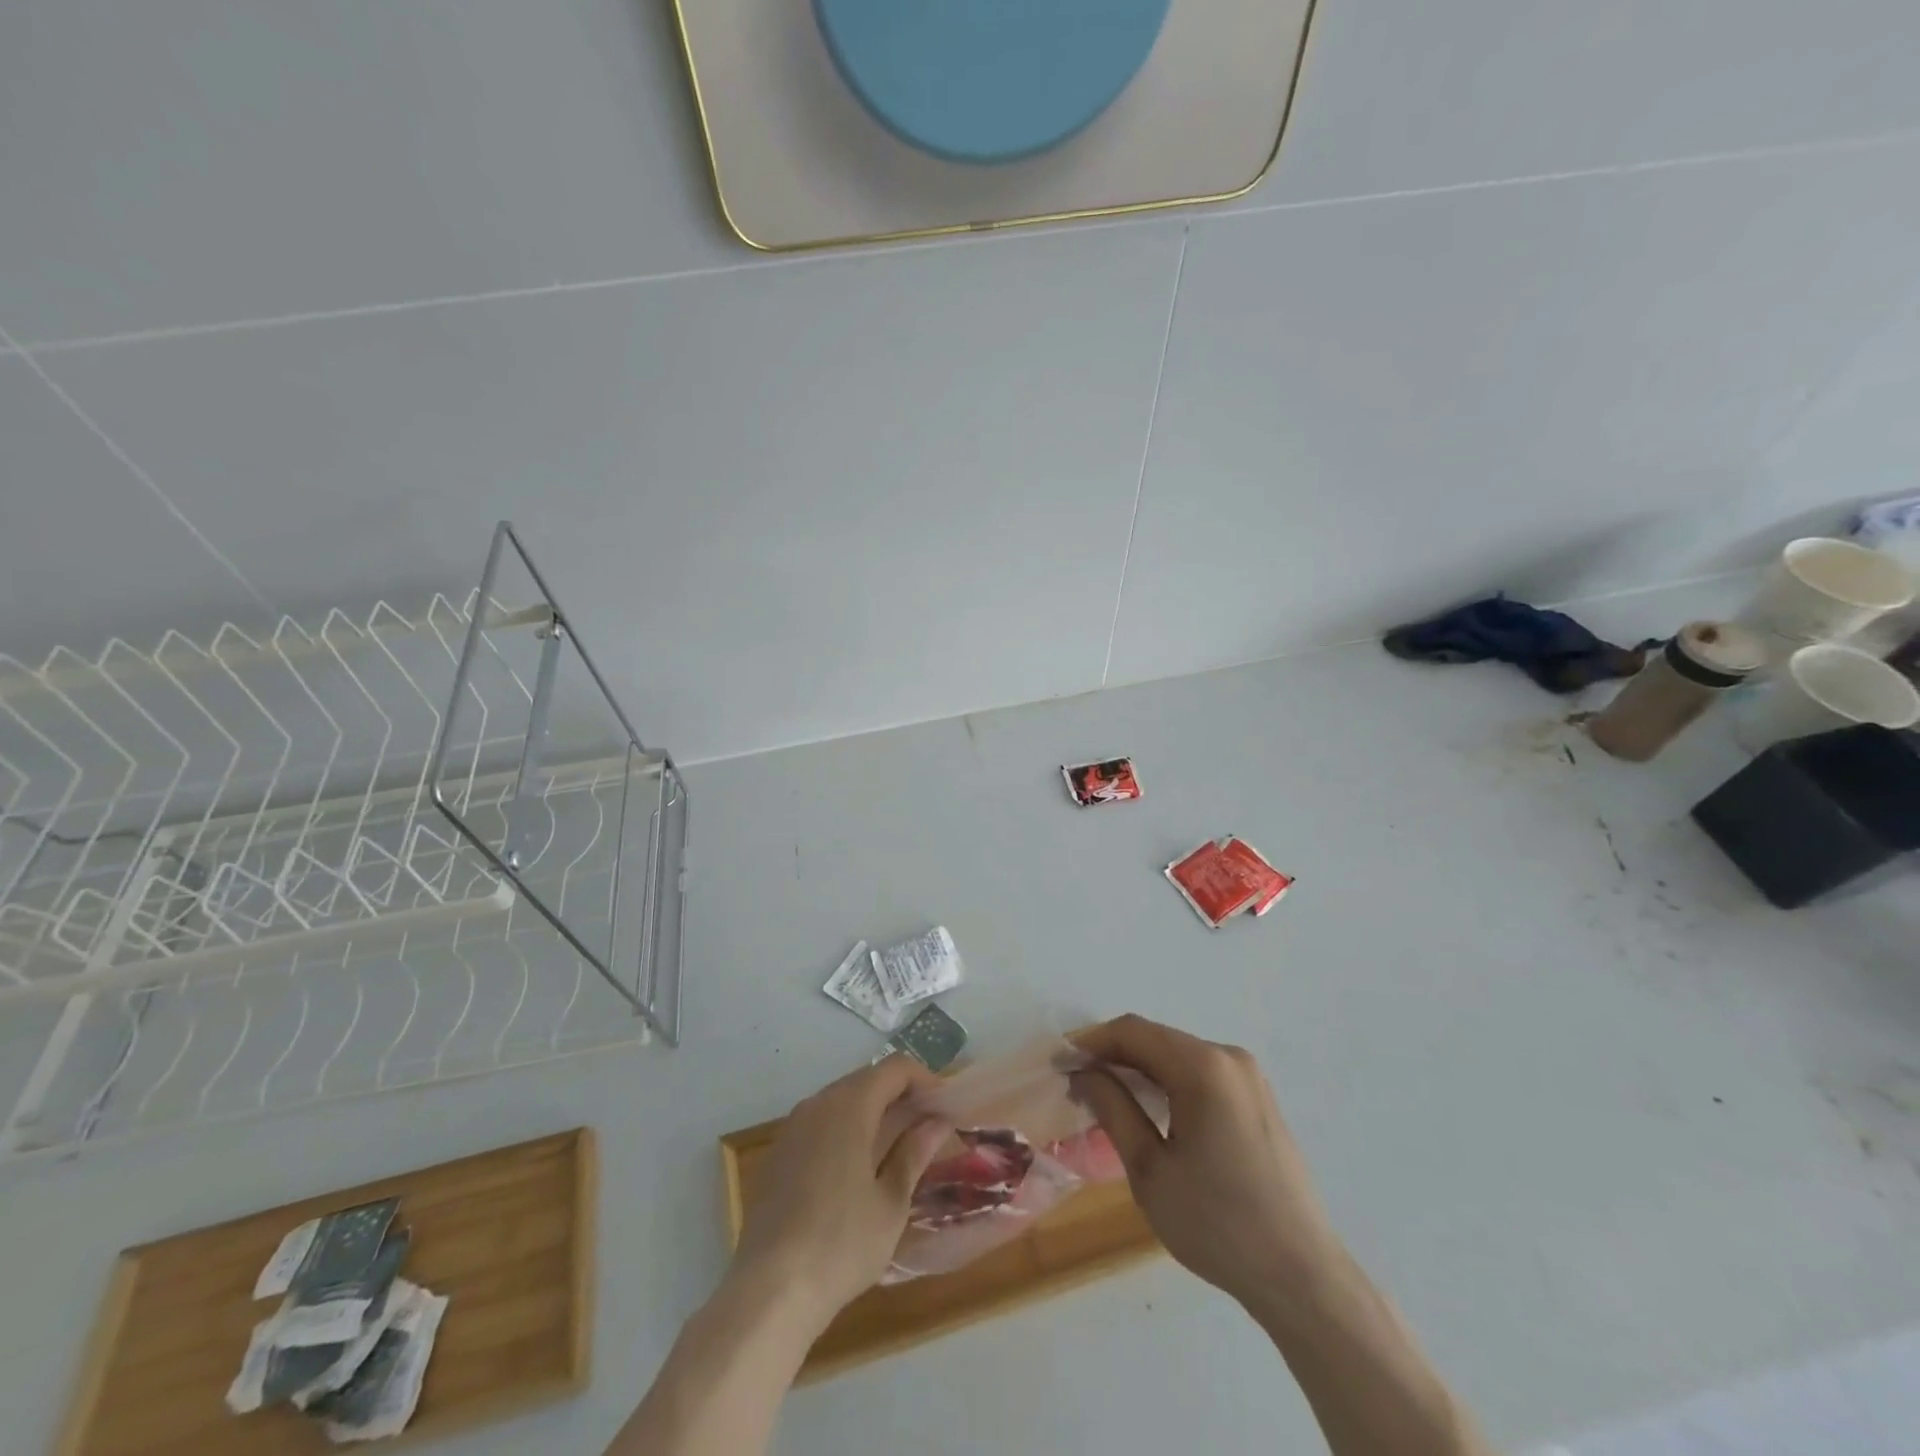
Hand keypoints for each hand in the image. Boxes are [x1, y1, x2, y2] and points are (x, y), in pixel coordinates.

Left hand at [728, 1055, 949, 1333]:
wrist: (768, 1291)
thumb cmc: (841, 1244)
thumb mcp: (891, 1203)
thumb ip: (913, 1154)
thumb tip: (936, 1123)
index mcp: (849, 1106)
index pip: (895, 1069)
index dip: (925, 1079)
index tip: (946, 1107)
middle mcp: (818, 1103)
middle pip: (867, 1080)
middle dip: (901, 1096)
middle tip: (928, 1128)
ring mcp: (793, 1127)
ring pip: (842, 1101)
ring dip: (874, 1113)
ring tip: (899, 1148)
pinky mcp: (779, 1153)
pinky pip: (821, 1123)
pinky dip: (847, 1130)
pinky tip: (859, 1168)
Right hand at [1071, 1014, 1337, 1311]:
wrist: (1301, 1277)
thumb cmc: (1217, 1224)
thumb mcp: (1150, 1169)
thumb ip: (1113, 1109)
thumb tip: (1084, 1074)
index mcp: (1203, 1067)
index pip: (1132, 1032)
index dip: (1090, 1042)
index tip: (1058, 1065)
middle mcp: (1229, 1057)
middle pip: (1156, 1039)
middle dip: (1113, 1056)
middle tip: (1077, 1085)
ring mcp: (1249, 1077)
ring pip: (1178, 1055)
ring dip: (1140, 1069)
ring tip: (1106, 1098)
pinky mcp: (1258, 1099)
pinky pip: (1201, 1073)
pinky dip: (1168, 1082)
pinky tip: (1149, 1110)